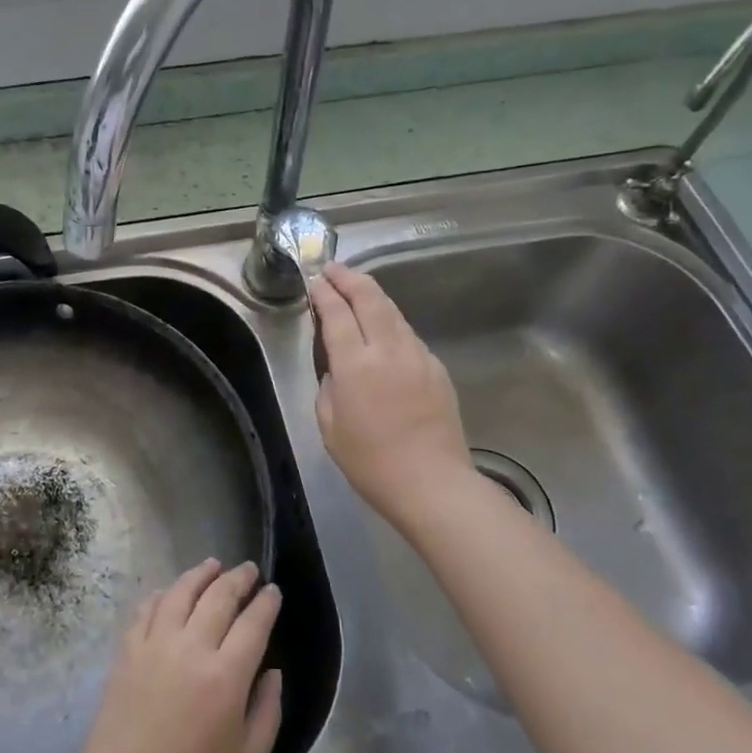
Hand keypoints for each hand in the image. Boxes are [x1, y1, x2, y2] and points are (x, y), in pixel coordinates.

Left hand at [65, 559, 282, 752]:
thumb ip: (268, 713)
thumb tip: (272, 672)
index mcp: (226, 676)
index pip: (253, 623)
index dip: (266, 602)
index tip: (273, 591)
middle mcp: (191, 648)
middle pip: (218, 596)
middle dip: (238, 578)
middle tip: (249, 570)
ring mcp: (154, 645)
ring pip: (180, 592)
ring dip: (200, 574)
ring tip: (213, 565)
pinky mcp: (126, 651)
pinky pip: (147, 609)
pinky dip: (163, 594)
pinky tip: (170, 592)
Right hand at [310, 263, 474, 531]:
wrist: (432, 483)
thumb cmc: (371, 462)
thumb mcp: (329, 426)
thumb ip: (328, 385)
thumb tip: (336, 366)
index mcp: (356, 365)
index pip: (337, 313)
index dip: (323, 292)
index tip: (314, 279)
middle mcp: (389, 350)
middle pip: (370, 298)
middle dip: (349, 278)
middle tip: (333, 269)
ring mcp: (418, 355)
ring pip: (393, 311)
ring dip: (372, 295)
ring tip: (356, 289)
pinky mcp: (437, 367)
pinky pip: (408, 334)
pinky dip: (390, 322)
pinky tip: (382, 329)